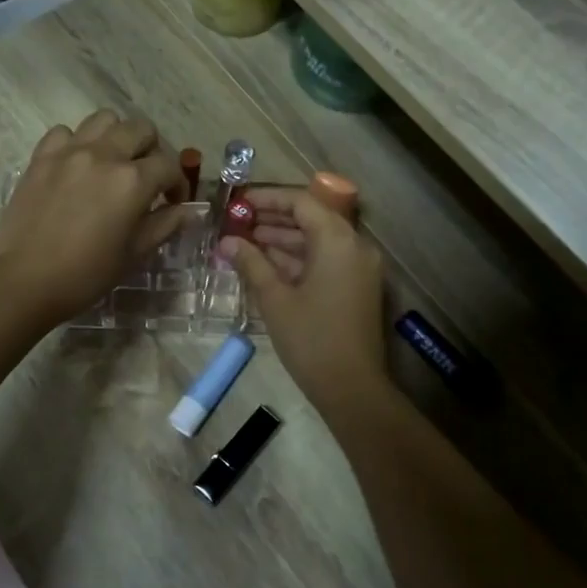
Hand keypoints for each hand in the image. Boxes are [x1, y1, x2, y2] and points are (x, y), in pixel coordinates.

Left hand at [0, 110, 186, 328]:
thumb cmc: (85, 274)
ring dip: (116, 136)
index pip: (169, 166)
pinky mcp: (41, 157)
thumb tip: (190, 211)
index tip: (173, 202)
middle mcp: (104, 155)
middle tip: (147, 177)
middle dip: (153, 150)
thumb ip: (165, 225)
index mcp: (132, 181)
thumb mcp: (134, 253)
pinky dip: (76, 142)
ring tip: (113, 162)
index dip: (178, 184)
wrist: (23, 281)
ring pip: (104, 119)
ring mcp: (69, 152)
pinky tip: (76, 166)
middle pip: (141, 129)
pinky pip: (64, 132)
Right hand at [217, 186, 387, 410]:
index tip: (238, 203)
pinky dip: (298, 258)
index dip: (267, 199)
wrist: (352, 388)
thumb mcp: (275, 298)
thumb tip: (228, 242)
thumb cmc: (311, 339)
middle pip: (311, 218)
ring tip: (245, 242)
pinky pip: (326, 259)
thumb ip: (251, 263)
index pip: (301, 202)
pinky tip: (267, 264)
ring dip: (284, 239)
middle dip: (273, 219)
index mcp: (337, 240)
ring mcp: (359, 267)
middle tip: (237, 222)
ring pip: (318, 240)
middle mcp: (354, 245)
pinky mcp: (357, 287)